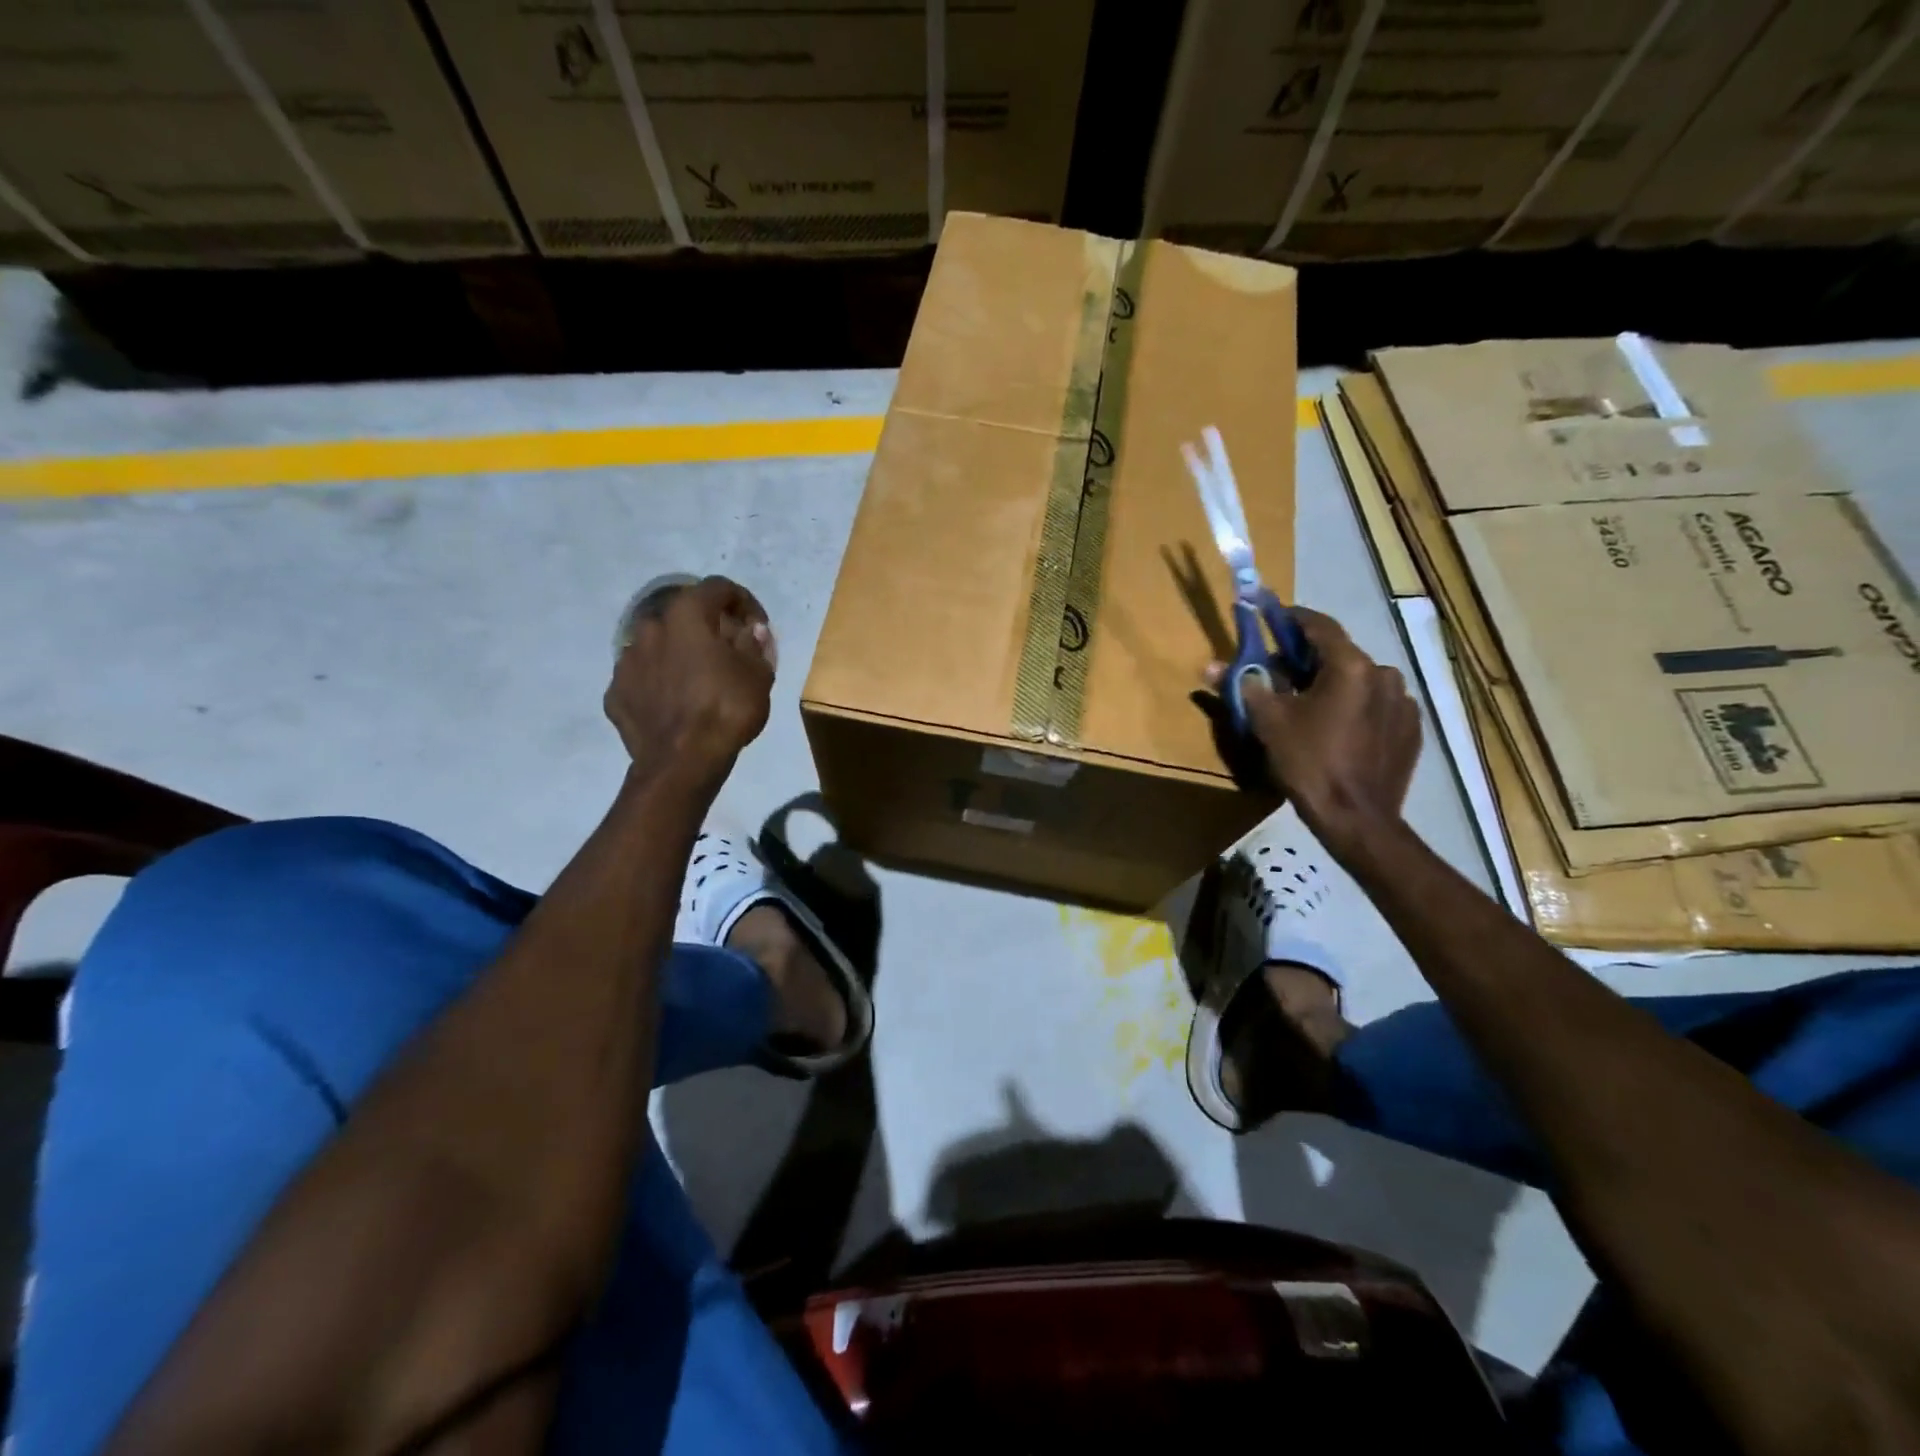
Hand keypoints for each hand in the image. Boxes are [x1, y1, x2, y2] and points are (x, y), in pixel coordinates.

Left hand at [605, 576, 775, 781]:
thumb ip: (754, 645)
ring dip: (678, 655)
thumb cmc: (726, 709)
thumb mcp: (758, 675)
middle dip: (706, 628)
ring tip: (698, 681)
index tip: (757, 626)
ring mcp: (626, 661)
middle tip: (727, 652)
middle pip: (683, 616)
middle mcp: (650, 627)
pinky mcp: (615, 693)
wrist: (681, 761)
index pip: (718, 587)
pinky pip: (642, 679)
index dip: (743, 601)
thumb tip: (751, 631)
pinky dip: (659, 684)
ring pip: (658, 647)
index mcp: (687, 614)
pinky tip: (675, 705)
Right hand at [1217, 606, 1420, 854]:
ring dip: (1334, 684)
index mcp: (1350, 666)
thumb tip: (1211, 666)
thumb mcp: (1268, 723)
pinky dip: (1355, 707)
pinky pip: (1377, 705)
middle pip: (1340, 655)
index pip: (1320, 626)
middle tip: (1281, 673)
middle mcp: (1384, 674)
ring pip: (1360, 681)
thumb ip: (1243, 686)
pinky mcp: (1411, 728)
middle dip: (1309, 659)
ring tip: (1310, 706)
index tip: (1273, 617)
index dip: (1293, 618)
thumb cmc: (1309, 763)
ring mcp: (1403, 702)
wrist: (1357, 819)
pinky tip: (1338, 729)